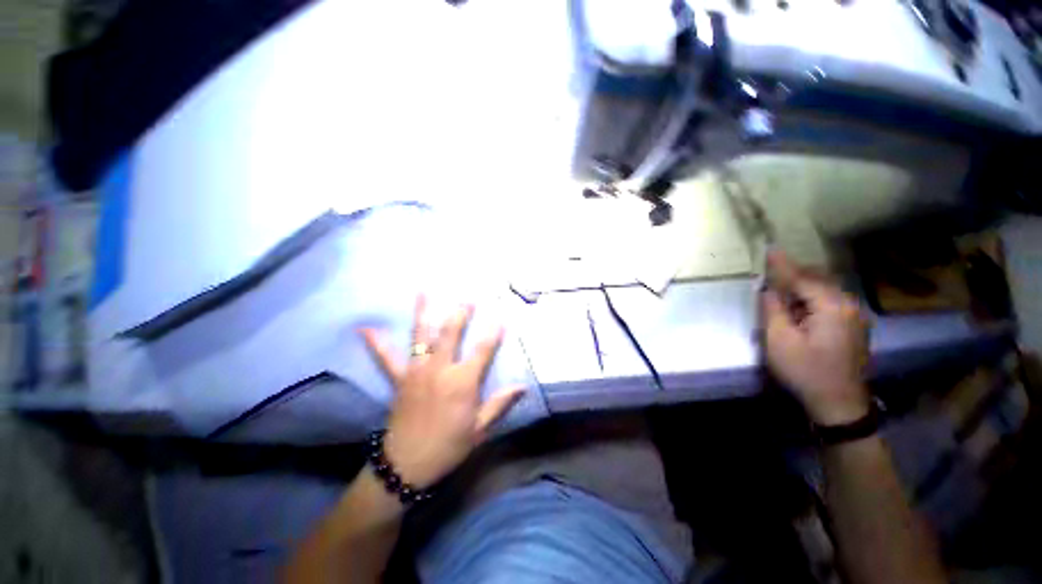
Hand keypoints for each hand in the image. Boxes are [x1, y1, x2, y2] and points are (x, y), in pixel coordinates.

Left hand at [361, 296, 524, 488]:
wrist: (406, 465)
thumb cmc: (448, 446)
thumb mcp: (479, 429)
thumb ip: (500, 404)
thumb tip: (522, 387)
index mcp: (462, 382)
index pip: (483, 350)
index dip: (494, 332)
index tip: (501, 317)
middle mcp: (440, 369)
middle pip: (451, 333)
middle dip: (460, 313)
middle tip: (466, 298)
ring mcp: (416, 371)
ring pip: (421, 336)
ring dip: (423, 313)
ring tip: (423, 292)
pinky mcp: (399, 379)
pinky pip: (386, 358)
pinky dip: (377, 344)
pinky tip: (366, 329)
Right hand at [761, 251, 871, 425]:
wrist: (839, 404)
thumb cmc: (805, 371)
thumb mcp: (779, 340)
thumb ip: (772, 309)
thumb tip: (768, 289)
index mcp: (831, 306)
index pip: (801, 278)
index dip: (782, 264)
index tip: (769, 248)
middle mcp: (848, 305)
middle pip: (817, 279)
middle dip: (793, 274)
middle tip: (770, 275)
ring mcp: (855, 316)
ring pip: (825, 290)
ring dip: (803, 287)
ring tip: (781, 293)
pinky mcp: (854, 326)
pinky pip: (831, 301)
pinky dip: (812, 298)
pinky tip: (799, 309)